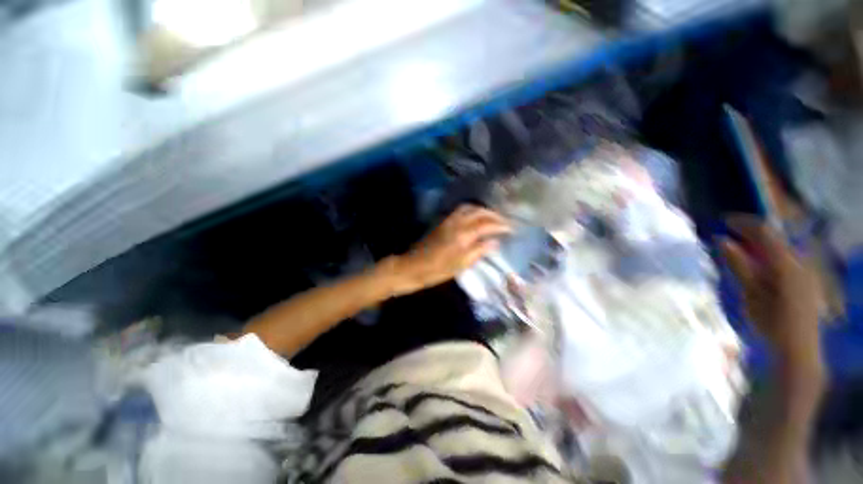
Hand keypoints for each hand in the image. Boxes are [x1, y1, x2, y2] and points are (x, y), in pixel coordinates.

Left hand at [389, 205, 510, 295]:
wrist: (413, 266)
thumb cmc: (437, 270)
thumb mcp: (461, 265)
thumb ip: (479, 251)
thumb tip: (495, 242)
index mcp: (463, 235)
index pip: (487, 224)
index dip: (501, 225)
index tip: (512, 228)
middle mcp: (457, 223)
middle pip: (478, 211)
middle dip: (493, 214)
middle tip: (504, 221)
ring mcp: (448, 221)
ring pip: (469, 208)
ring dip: (482, 210)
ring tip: (491, 217)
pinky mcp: (442, 222)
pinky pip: (460, 211)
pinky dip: (471, 210)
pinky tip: (475, 217)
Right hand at [720, 215, 822, 374]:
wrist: (798, 348)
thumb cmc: (771, 321)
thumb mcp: (750, 293)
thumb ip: (738, 264)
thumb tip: (722, 240)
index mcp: (786, 263)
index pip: (764, 231)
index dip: (743, 223)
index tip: (724, 221)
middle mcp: (800, 261)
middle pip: (774, 238)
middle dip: (751, 234)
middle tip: (730, 236)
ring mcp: (807, 271)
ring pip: (780, 249)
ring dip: (760, 246)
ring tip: (742, 252)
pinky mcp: (808, 280)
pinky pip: (786, 260)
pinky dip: (770, 257)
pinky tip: (760, 267)